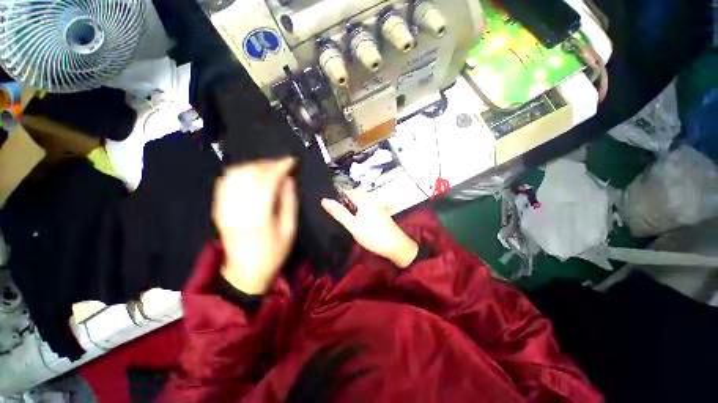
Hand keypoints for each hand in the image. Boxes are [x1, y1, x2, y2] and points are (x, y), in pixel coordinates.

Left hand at [213, 158, 297, 294]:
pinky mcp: (219, 209)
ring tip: (268, 168)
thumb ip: (289, 202)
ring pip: (235, 174)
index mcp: (259, 215)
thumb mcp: (289, 229)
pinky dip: (239, 173)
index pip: (268, 180)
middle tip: (282, 165)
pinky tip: (251, 175)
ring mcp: (225, 208)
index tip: (291, 161)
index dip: (280, 166)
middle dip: (268, 164)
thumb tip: (289, 180)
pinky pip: (225, 182)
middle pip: (250, 173)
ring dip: (253, 166)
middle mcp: (238, 208)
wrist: (245, 273)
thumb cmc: (273, 253)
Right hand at [322, 190, 417, 267]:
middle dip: (342, 203)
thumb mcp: (354, 226)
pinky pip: (363, 206)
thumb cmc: (374, 237)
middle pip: (351, 195)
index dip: (335, 197)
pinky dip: (356, 211)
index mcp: (364, 199)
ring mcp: (376, 204)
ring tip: (343, 218)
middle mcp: (371, 198)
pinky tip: (354, 220)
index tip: (327, 207)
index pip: (345, 191)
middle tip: (335, 215)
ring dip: (349, 208)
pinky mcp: (378, 211)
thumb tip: (324, 200)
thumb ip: (339, 213)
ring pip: (357, 201)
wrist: (397, 247)